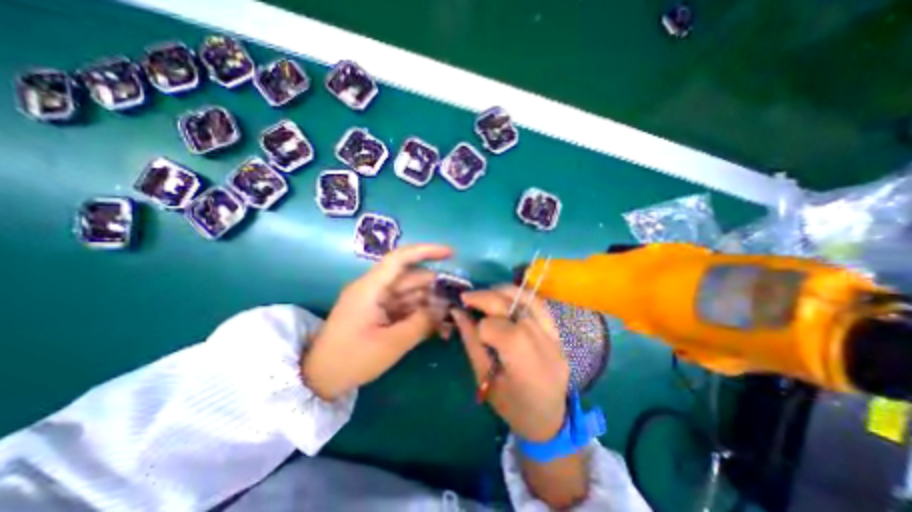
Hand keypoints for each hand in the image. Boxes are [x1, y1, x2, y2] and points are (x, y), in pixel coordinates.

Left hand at [301, 243, 451, 399]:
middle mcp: (375, 289)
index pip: (400, 258)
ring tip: (452, 317)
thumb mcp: (390, 344)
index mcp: (371, 288)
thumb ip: (421, 323)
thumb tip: (443, 308)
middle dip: (436, 286)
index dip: (426, 251)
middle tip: (460, 298)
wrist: (320, 380)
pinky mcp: (381, 313)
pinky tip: (439, 327)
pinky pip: (406, 308)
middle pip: (411, 279)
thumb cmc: (351, 360)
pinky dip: (422, 315)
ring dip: (431, 303)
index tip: (451, 253)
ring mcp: (378, 301)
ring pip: (412, 294)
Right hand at [450, 285, 566, 440]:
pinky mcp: (558, 332)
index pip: (497, 329)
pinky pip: (540, 304)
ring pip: (528, 299)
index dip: (479, 326)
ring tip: (485, 294)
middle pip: (512, 307)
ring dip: (503, 291)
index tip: (468, 325)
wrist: (550, 419)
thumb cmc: (512, 407)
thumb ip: (472, 342)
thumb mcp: (485, 379)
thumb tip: (457, 313)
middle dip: (485, 298)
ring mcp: (555, 337)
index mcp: (524, 366)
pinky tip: (506, 298)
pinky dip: (520, 296)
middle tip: (466, 297)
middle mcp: (543, 345)